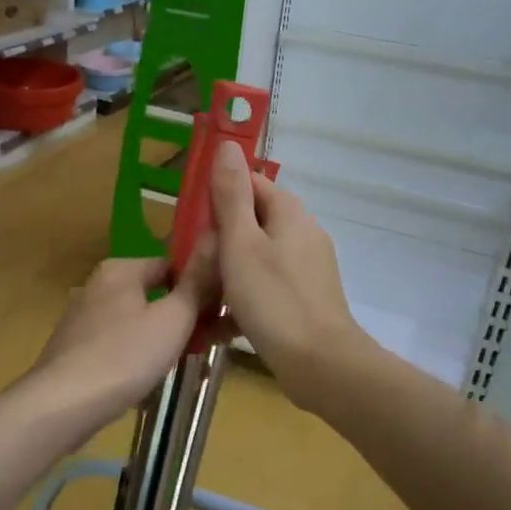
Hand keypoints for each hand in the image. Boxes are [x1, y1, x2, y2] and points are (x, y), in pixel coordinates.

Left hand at [32, 252, 217, 428]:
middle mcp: (98, 286)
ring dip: (164, 338)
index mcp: (120, 269)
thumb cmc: (125, 355)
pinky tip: (152, 378)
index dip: (199, 285)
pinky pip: (119, 344)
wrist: (63, 405)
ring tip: (188, 362)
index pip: (171, 264)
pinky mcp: (76, 349)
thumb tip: (214, 239)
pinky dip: (139, 355)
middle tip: (212, 341)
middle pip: (154, 293)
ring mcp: (84, 318)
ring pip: (138, 321)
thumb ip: (197, 283)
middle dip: (185, 316)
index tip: (221, 311)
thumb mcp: (174, 318)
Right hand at [209, 141, 366, 407]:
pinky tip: (216, 326)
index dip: (218, 196)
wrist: (321, 365)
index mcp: (289, 213)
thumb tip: (227, 144)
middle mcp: (302, 234)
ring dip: (226, 274)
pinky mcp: (304, 300)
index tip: (191, 221)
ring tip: (196, 295)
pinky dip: (242, 302)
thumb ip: (231, 195)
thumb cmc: (274, 299)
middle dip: (218, 241)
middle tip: (190, 263)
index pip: (250, 184)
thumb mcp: (241, 243)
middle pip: (251, 223)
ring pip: (255, 259)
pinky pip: (265, 289)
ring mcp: (306, 269)